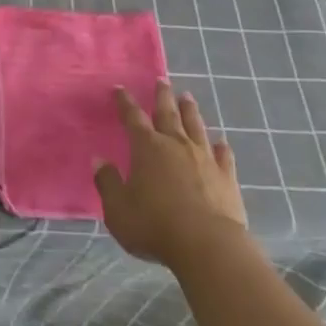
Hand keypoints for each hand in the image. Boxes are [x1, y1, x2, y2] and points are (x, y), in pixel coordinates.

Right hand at [94, 82, 247, 266]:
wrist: (207, 246)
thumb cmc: (155, 226)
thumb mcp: (119, 210)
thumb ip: (108, 183)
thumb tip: (98, 160)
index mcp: (147, 147)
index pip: (133, 117)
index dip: (125, 102)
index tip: (119, 88)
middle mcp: (176, 144)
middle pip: (168, 113)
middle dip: (162, 95)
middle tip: (162, 80)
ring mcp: (204, 158)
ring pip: (196, 126)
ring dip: (190, 111)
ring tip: (187, 96)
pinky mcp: (226, 177)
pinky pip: (223, 155)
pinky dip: (222, 147)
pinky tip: (222, 142)